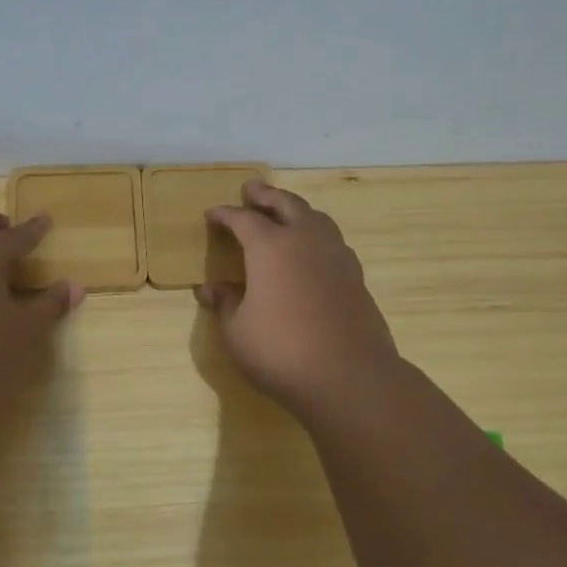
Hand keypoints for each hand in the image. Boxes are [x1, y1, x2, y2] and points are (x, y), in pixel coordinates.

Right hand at [194, 182, 401, 418]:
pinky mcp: (356, 278)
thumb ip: (225, 303)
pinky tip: (313, 251)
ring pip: (317, 218)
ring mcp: (336, 258)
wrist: (349, 377)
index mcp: (271, 247)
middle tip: (252, 189)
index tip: (212, 214)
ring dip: (297, 210)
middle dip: (266, 195)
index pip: (243, 220)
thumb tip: (210, 288)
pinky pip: (333, 242)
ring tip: (286, 212)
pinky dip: (317, 235)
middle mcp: (306, 241)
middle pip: (286, 205)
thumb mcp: (237, 331)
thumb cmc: (281, 350)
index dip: (225, 214)